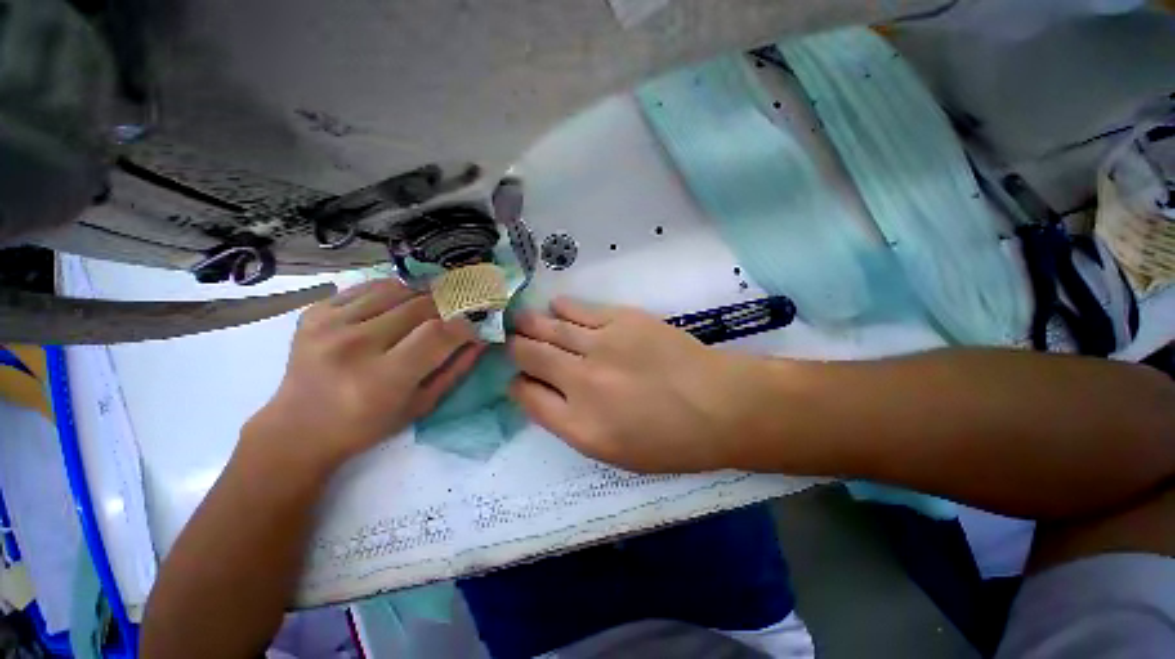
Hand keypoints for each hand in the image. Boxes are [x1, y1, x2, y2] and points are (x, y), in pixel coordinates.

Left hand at [244, 279, 483, 472]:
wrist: (299, 428)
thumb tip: (479, 339)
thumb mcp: (421, 405)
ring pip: (397, 289)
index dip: (463, 326)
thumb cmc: (367, 424)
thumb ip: (456, 370)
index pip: (438, 333)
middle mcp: (354, 346)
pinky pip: (368, 287)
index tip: (472, 329)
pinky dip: (392, 292)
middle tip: (452, 317)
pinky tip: (396, 307)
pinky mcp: (315, 312)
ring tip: (425, 312)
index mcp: (382, 379)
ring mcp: (329, 324)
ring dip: (421, 298)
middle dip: (446, 309)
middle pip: (420, 306)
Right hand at [509, 298, 766, 472]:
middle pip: (530, 356)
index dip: (517, 384)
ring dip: (530, 325)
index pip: (527, 396)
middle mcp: (581, 382)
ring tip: (521, 321)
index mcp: (579, 425)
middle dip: (515, 348)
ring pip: (549, 328)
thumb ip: (571, 425)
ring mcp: (601, 345)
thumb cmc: (671, 441)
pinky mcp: (621, 319)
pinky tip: (555, 308)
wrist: (719, 405)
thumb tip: (542, 395)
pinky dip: (561, 308)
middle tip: (513, 342)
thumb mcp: (615, 453)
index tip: (519, 378)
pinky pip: (578, 309)